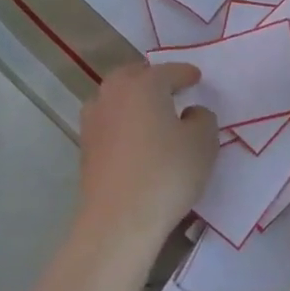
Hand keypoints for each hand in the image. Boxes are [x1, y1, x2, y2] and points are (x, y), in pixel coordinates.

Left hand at [75, 61, 218, 249]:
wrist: (119, 219)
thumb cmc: (167, 173)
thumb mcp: (203, 142)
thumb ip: (202, 118)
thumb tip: (190, 113)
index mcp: (144, 84)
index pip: (169, 71)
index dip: (186, 74)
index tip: (196, 78)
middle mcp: (114, 94)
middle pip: (134, 76)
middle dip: (152, 78)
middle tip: (170, 88)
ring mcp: (94, 120)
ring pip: (115, 97)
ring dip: (132, 98)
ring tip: (149, 112)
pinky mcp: (85, 146)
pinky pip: (108, 121)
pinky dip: (121, 121)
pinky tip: (134, 137)